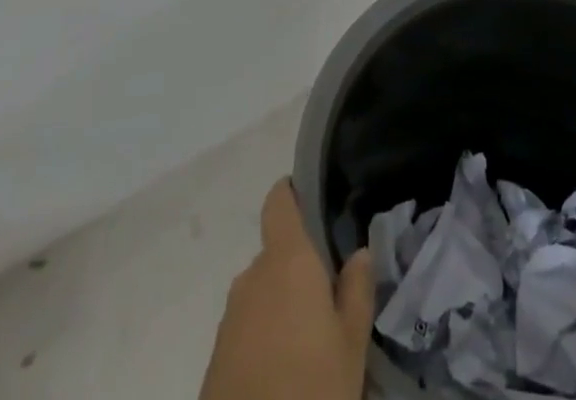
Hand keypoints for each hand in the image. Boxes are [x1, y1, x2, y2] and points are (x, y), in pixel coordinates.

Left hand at [199, 179, 375, 399]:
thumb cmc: (312, 389)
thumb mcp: (352, 344)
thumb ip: (357, 290)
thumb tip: (359, 252)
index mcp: (286, 260)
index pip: (279, 202)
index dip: (293, 195)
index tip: (314, 204)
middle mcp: (252, 277)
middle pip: (276, 255)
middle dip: (299, 271)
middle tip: (329, 301)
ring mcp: (229, 318)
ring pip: (262, 295)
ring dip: (282, 307)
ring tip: (310, 344)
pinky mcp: (216, 358)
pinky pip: (247, 329)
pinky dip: (265, 339)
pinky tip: (285, 372)